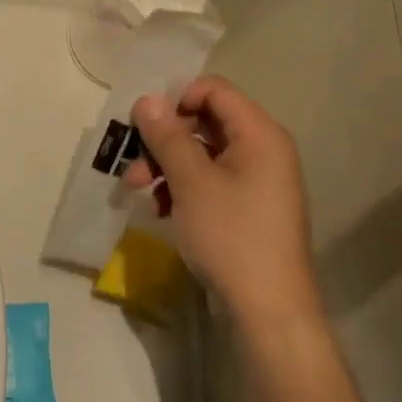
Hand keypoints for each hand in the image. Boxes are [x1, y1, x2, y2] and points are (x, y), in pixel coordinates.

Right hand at [125, 75, 319, 329]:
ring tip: (137, 190)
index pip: (214, 90)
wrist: (268, 312)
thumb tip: (146, 99)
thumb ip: (167, 136)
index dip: (176, 99)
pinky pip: (210, 180)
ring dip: (166, 165)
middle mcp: (262, 149)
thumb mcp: (191, 182)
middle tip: (132, 162)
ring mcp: (257, 181)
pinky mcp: (247, 208)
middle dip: (164, 139)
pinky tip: (159, 209)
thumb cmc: (231, 236)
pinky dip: (182, 188)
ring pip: (202, 154)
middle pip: (204, 122)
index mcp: (259, 134)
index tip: (148, 127)